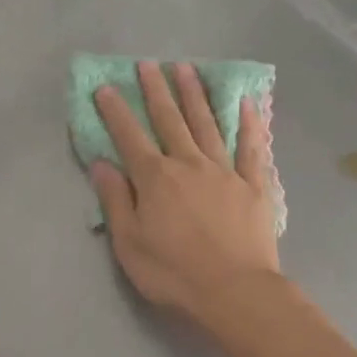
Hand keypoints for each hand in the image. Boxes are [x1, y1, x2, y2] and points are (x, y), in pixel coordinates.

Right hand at [90, 61, 280, 327]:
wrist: (235, 292)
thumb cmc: (174, 274)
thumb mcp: (130, 244)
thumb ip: (116, 201)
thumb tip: (102, 164)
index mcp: (156, 179)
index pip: (130, 137)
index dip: (116, 111)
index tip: (105, 87)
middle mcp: (189, 164)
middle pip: (170, 120)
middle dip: (156, 90)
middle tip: (148, 64)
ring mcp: (225, 171)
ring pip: (207, 124)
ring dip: (195, 95)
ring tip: (186, 69)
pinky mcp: (254, 185)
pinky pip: (251, 147)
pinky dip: (249, 123)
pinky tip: (246, 102)